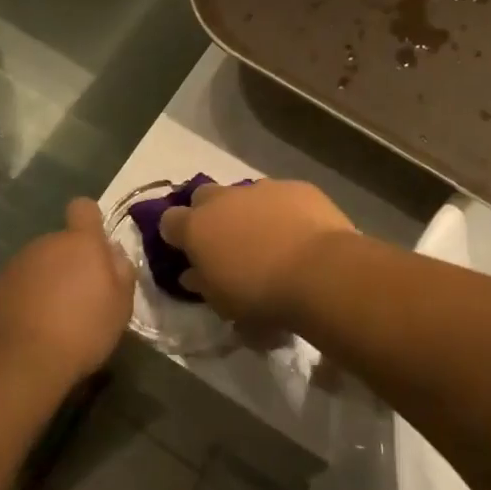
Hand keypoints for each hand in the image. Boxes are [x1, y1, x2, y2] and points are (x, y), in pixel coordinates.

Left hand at [0, 198, 135, 386]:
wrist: (22, 361)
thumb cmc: (82, 331)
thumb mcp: (120, 306)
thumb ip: (120, 271)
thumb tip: (112, 252)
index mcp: (80, 243)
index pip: (84, 208)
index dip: (89, 221)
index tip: (94, 246)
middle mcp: (45, 243)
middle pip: (60, 243)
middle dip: (68, 263)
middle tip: (78, 298)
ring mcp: (15, 263)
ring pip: (37, 264)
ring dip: (45, 281)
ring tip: (51, 318)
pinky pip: (15, 285)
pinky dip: (22, 299)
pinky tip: (28, 327)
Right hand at [157, 180, 354, 326]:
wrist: (321, 272)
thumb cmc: (261, 294)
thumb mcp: (223, 302)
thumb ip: (202, 283)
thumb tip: (190, 274)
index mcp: (197, 227)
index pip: (169, 221)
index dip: (176, 235)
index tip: (187, 251)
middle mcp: (223, 199)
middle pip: (203, 197)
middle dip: (209, 213)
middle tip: (226, 240)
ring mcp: (261, 188)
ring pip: (245, 194)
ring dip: (248, 211)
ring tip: (268, 238)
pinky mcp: (295, 187)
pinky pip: (281, 195)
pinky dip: (283, 210)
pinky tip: (300, 232)